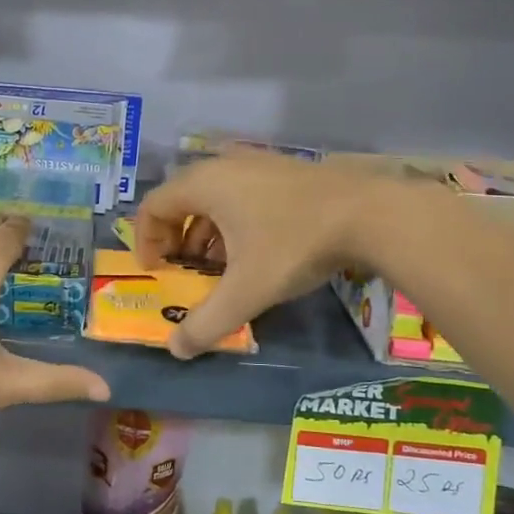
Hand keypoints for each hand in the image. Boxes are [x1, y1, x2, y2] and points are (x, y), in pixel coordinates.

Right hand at [136, 154, 382, 358]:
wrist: (367, 214)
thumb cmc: (293, 245)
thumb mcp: (246, 291)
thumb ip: (206, 323)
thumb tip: (175, 349)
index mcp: (203, 185)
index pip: (153, 206)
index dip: (145, 241)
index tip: (156, 272)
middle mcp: (222, 166)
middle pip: (179, 199)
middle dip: (173, 237)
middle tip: (180, 270)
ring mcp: (255, 164)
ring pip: (211, 197)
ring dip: (203, 231)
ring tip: (215, 266)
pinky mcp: (280, 170)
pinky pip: (238, 193)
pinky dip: (230, 221)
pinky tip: (250, 249)